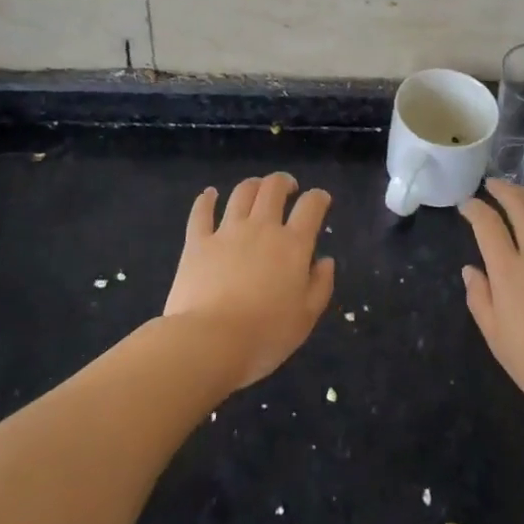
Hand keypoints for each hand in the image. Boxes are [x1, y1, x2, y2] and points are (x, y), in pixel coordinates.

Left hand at [163, 174, 334, 392]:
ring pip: (242, 193)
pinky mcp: (198, 242)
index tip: (321, 199)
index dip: (318, 198)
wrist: (210, 342)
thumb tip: (326, 260)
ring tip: (256, 189)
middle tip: (288, 188)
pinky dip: (206, 199)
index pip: (310, 207)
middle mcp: (261, 228)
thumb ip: (320, 285)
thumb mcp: (306, 318)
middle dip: (284, 182)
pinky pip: (201, 212)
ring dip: (253, 185)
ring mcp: (227, 232)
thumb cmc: (265, 335)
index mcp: (292, 245)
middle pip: (273, 188)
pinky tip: (210, 194)